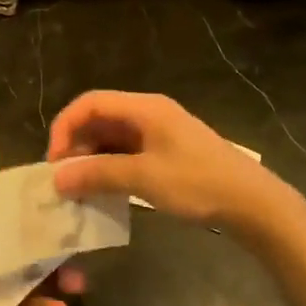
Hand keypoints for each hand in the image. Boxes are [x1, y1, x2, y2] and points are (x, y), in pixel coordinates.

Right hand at [45, 91, 295, 237]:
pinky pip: (127, 153)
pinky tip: (104, 191)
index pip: (90, 103)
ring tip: (78, 188)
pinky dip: (110, 168)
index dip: (65, 127)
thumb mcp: (144, 178)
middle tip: (63, 179)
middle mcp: (149, 113)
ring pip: (112, 138)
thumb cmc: (197, 183)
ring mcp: (159, 133)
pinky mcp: (166, 153)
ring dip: (91, 159)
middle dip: (76, 145)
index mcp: (144, 108)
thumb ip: (98, 174)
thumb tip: (57, 178)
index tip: (53, 160)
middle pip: (99, 119)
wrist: (251, 202)